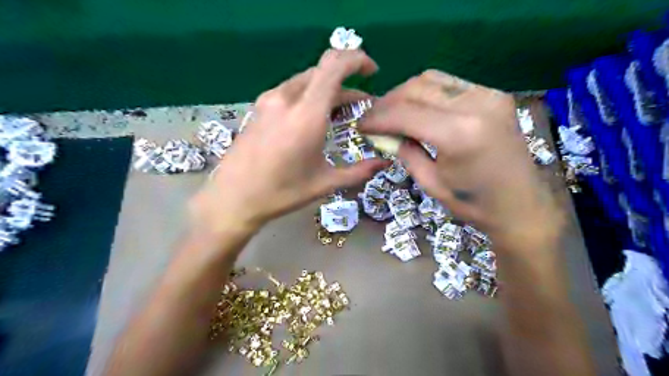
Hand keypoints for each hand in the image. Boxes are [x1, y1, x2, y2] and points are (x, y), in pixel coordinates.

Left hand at [190, 49, 386, 231]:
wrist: (233, 198)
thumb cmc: (281, 193)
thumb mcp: (324, 183)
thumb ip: (359, 171)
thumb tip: (384, 163)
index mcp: (306, 114)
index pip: (334, 65)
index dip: (357, 59)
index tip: (372, 72)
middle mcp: (287, 98)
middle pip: (323, 72)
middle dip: (347, 85)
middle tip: (360, 107)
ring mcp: (269, 99)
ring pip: (307, 81)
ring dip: (327, 91)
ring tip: (339, 114)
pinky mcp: (260, 106)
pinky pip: (292, 90)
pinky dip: (310, 96)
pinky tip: (313, 119)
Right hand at [361, 69, 560, 242]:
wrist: (521, 205)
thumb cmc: (474, 204)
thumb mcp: (431, 183)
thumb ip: (405, 152)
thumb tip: (384, 134)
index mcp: (458, 134)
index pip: (404, 113)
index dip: (377, 118)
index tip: (360, 126)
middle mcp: (475, 105)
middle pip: (416, 88)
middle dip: (388, 103)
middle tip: (373, 119)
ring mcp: (488, 95)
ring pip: (431, 79)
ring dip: (405, 93)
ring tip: (392, 112)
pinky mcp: (494, 94)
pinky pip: (450, 84)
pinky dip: (427, 93)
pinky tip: (419, 108)